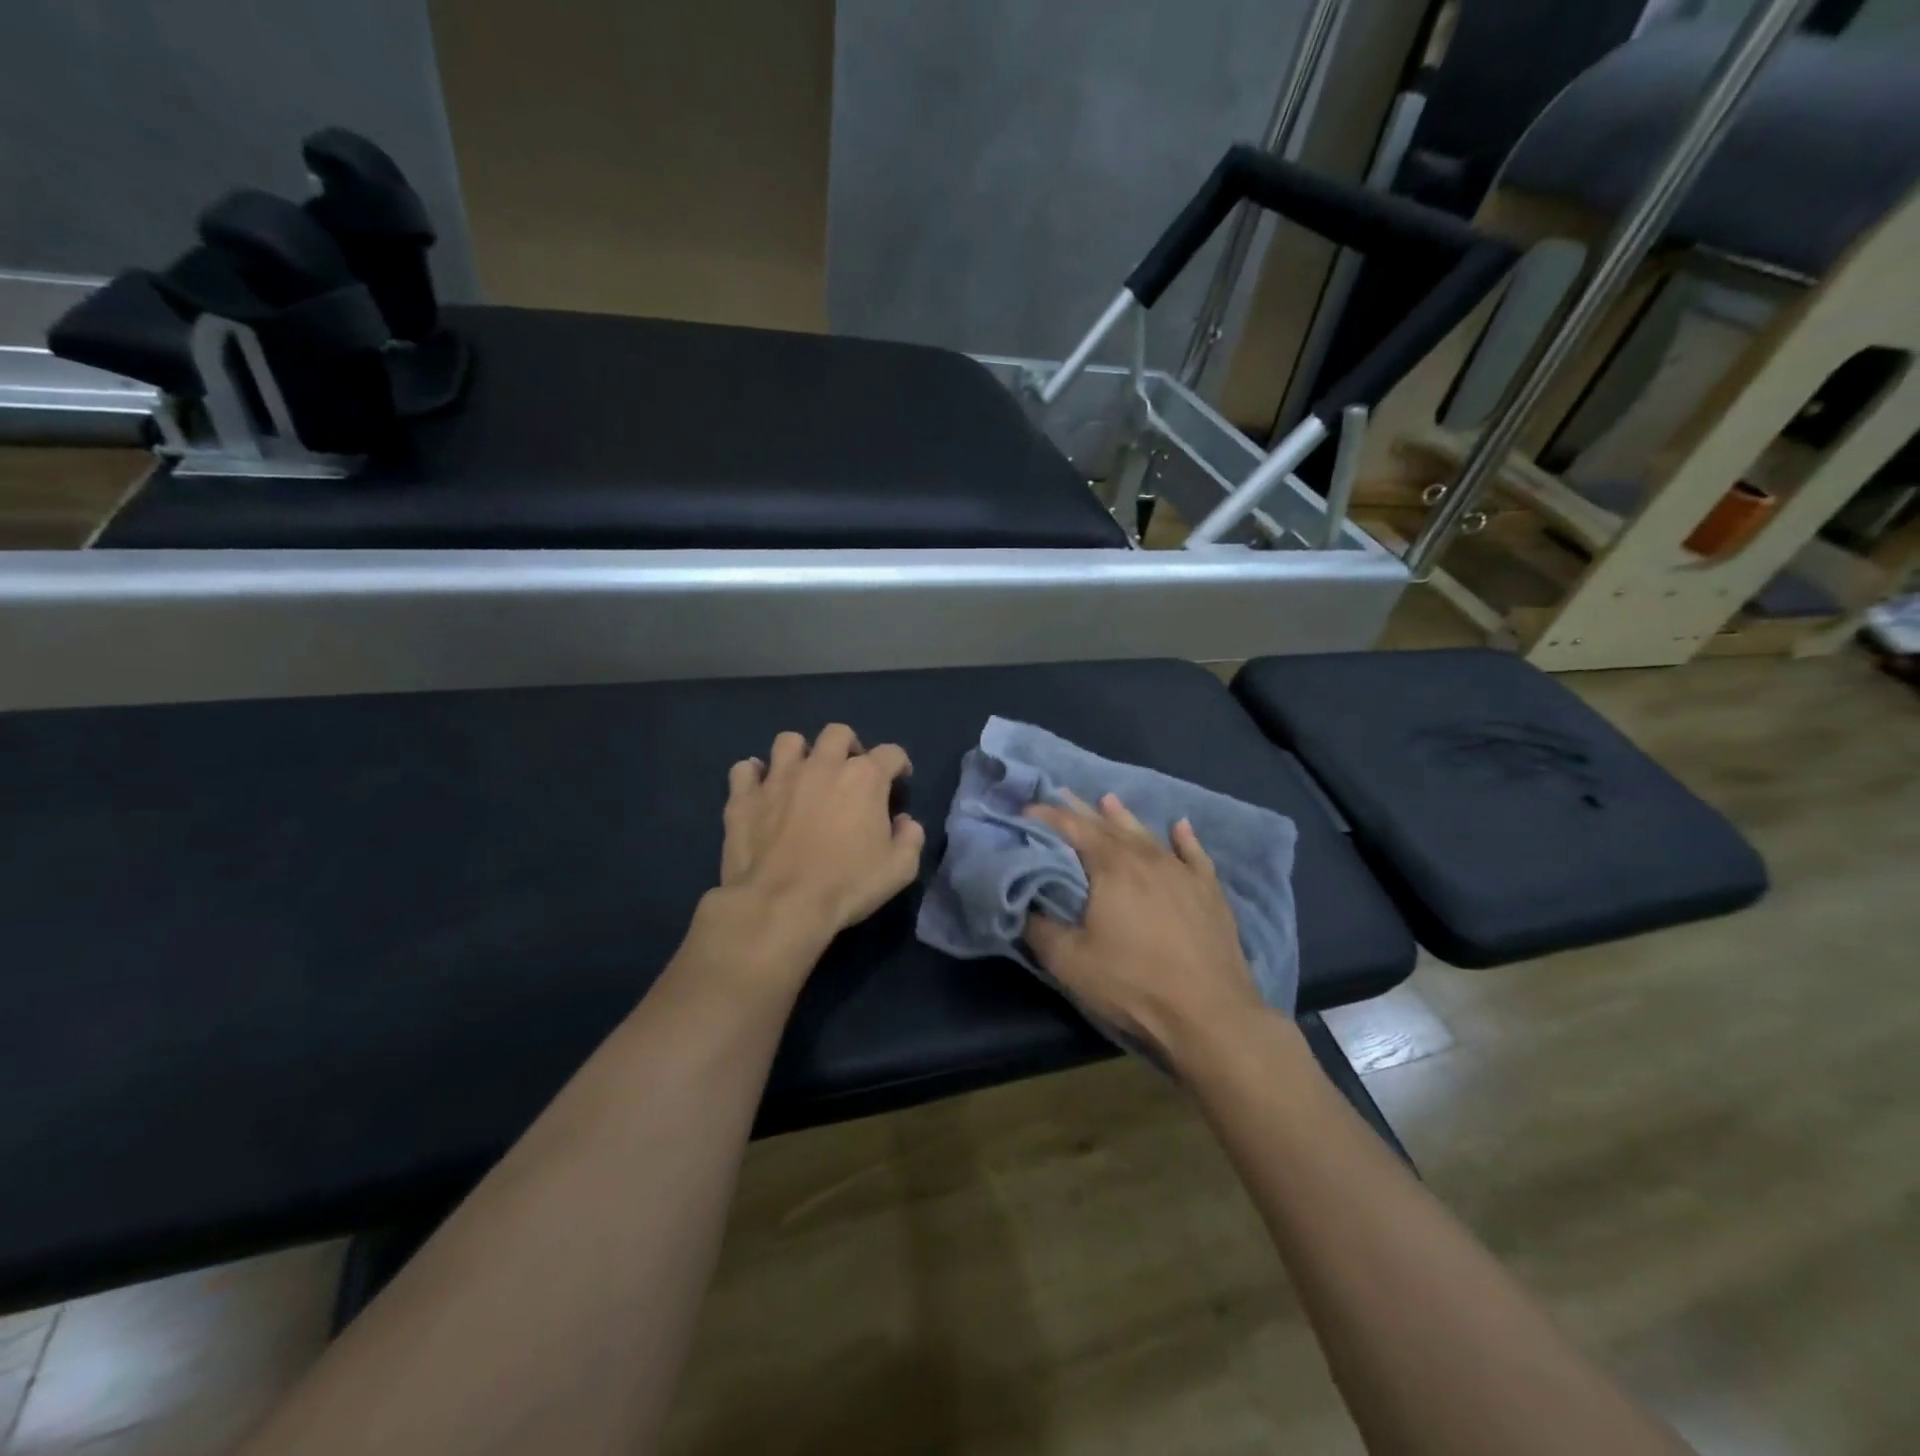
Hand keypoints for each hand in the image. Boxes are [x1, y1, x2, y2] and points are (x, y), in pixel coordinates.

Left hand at [700, 724, 923, 979]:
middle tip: (848, 774)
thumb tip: (904, 822)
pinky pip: (745, 770)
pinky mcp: (744, 797)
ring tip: (803, 776)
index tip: (898, 781)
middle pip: (838, 734)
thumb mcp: (899, 869)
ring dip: (800, 754)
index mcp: (864, 778)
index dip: (899, 765)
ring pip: (789, 741)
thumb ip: (910, 838)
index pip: (891, 753)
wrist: (780, 905)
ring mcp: (778, 777)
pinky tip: (761, 792)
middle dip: (848, 747)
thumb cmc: (847, 885)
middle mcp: (822, 765)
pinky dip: (754, 776)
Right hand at [1025, 794, 1263, 1061]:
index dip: (1047, 817)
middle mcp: (1147, 858)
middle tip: (1061, 795)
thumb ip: (1039, 927)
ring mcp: (1183, 872)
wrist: (1210, 1015)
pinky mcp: (1209, 892)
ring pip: (1148, 834)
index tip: (1025, 812)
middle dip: (1081, 810)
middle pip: (1109, 825)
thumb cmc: (1132, 984)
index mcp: (1112, 866)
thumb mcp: (1069, 961)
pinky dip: (1184, 838)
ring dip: (1124, 817)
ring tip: (1108, 800)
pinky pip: (1194, 855)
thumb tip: (1022, 904)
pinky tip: (1180, 826)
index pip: (1073, 828)